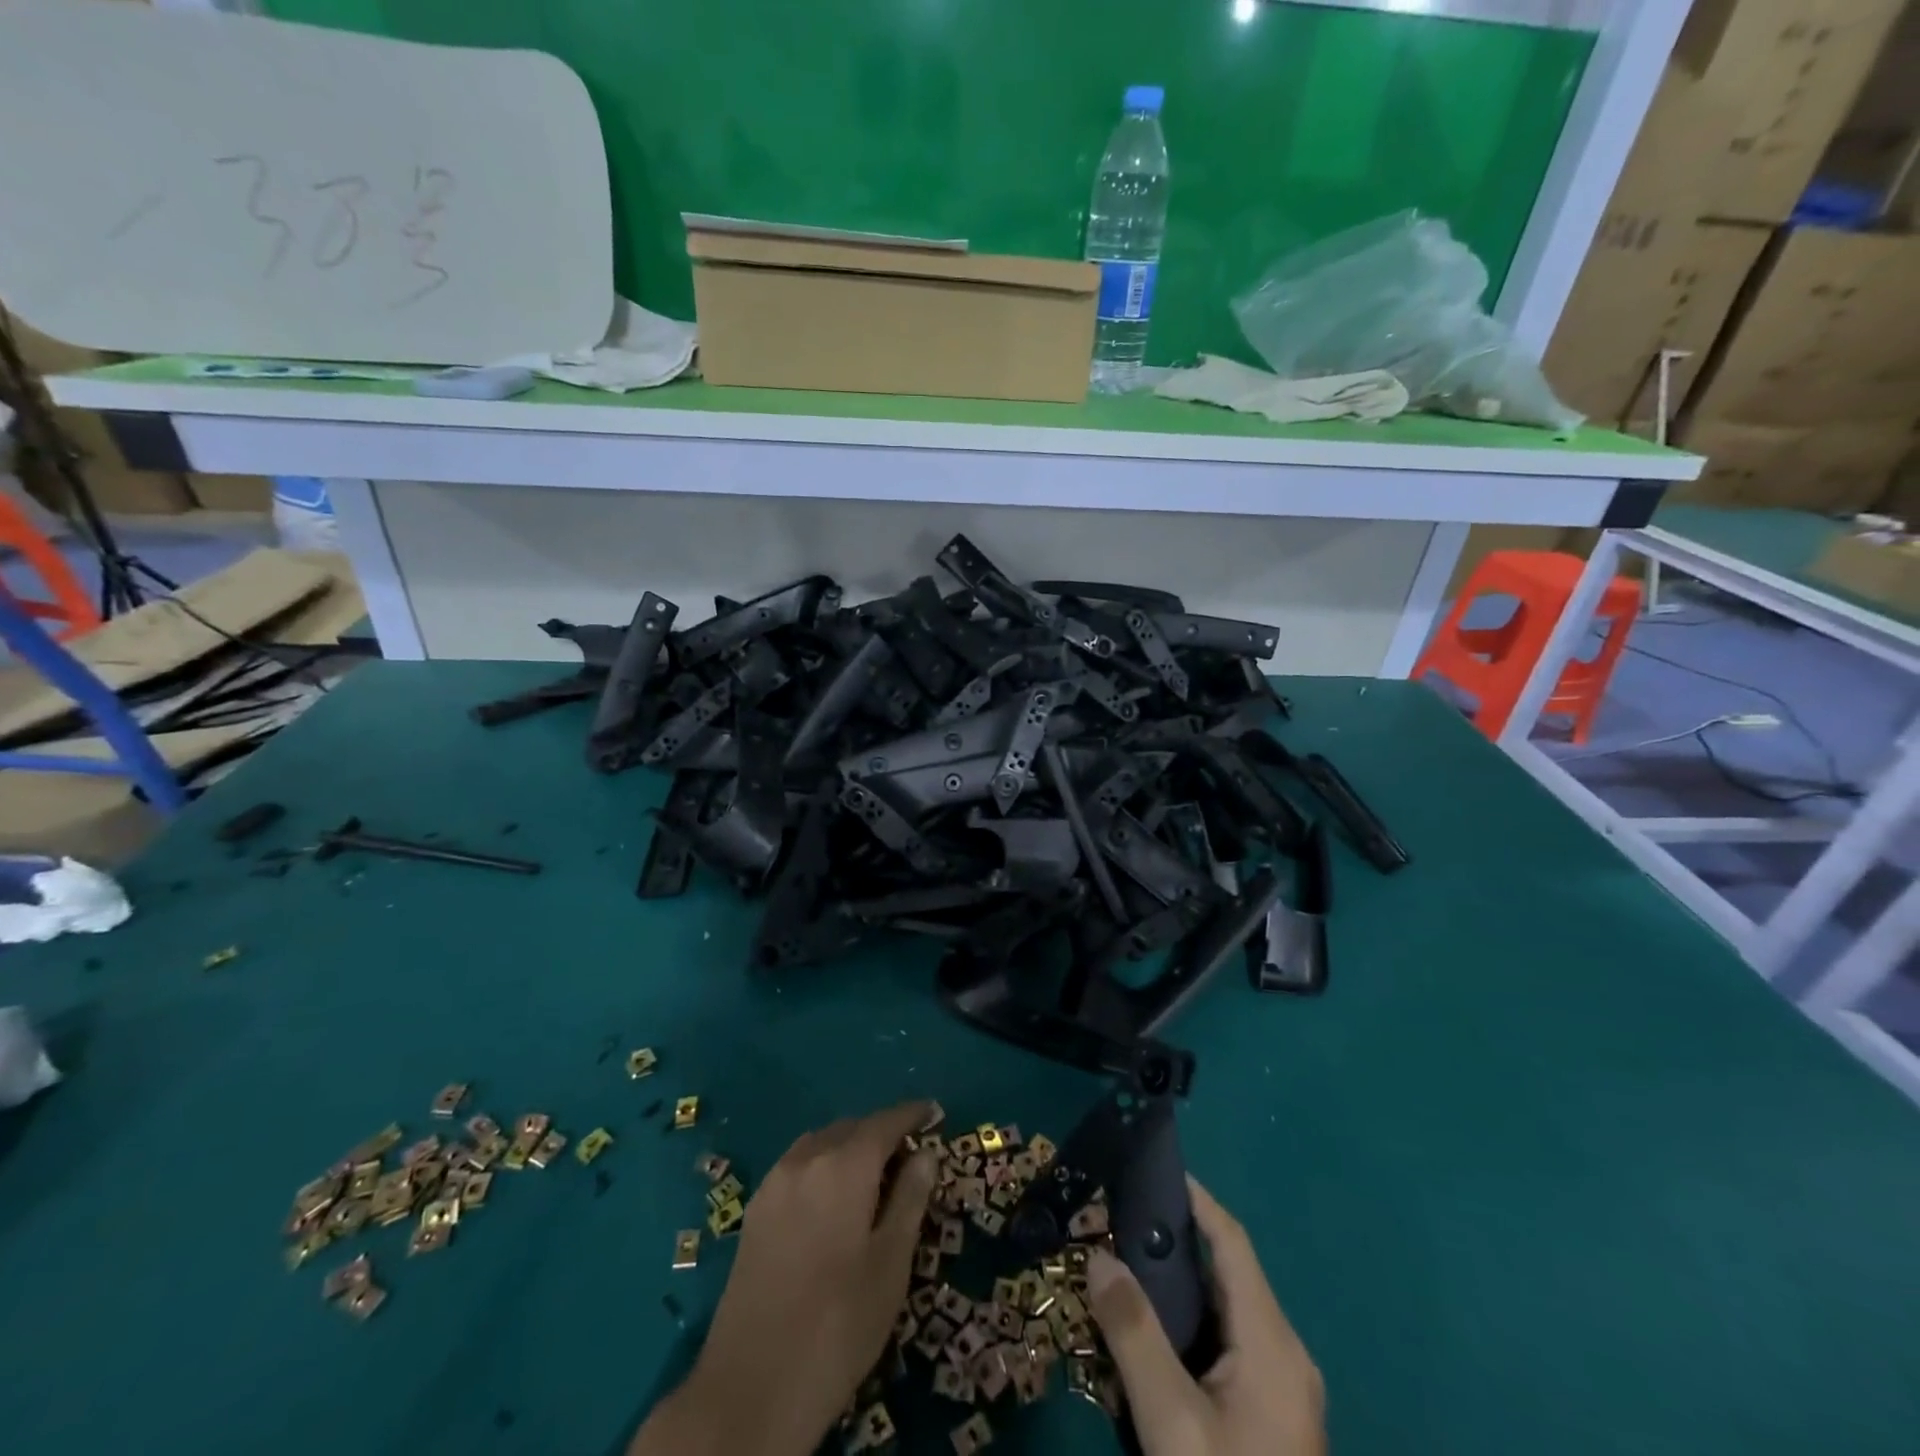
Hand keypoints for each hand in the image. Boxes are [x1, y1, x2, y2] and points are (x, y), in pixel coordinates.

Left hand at [629, 1101, 938, 1455]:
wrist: (750, 1389)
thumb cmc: (838, 1326)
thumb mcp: (891, 1265)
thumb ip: (910, 1199)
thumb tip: (925, 1154)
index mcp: (844, 1166)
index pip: (885, 1122)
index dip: (912, 1114)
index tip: (934, 1112)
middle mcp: (806, 1159)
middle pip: (851, 1128)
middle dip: (881, 1134)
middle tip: (908, 1158)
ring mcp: (774, 1183)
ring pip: (821, 1144)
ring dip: (849, 1148)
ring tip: (872, 1178)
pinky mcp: (754, 1211)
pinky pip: (797, 1166)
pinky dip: (822, 1166)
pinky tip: (832, 1200)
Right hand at [1086, 1176, 1324, 1455]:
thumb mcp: (1171, 1421)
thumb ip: (1133, 1333)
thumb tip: (1099, 1256)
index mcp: (1272, 1342)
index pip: (1232, 1242)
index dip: (1196, 1199)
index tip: (1152, 1168)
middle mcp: (1285, 1353)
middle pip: (1227, 1273)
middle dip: (1173, 1242)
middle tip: (1117, 1221)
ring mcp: (1282, 1389)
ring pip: (1225, 1313)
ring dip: (1176, 1288)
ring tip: (1123, 1267)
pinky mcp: (1272, 1418)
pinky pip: (1227, 1347)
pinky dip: (1188, 1327)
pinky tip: (1149, 1336)